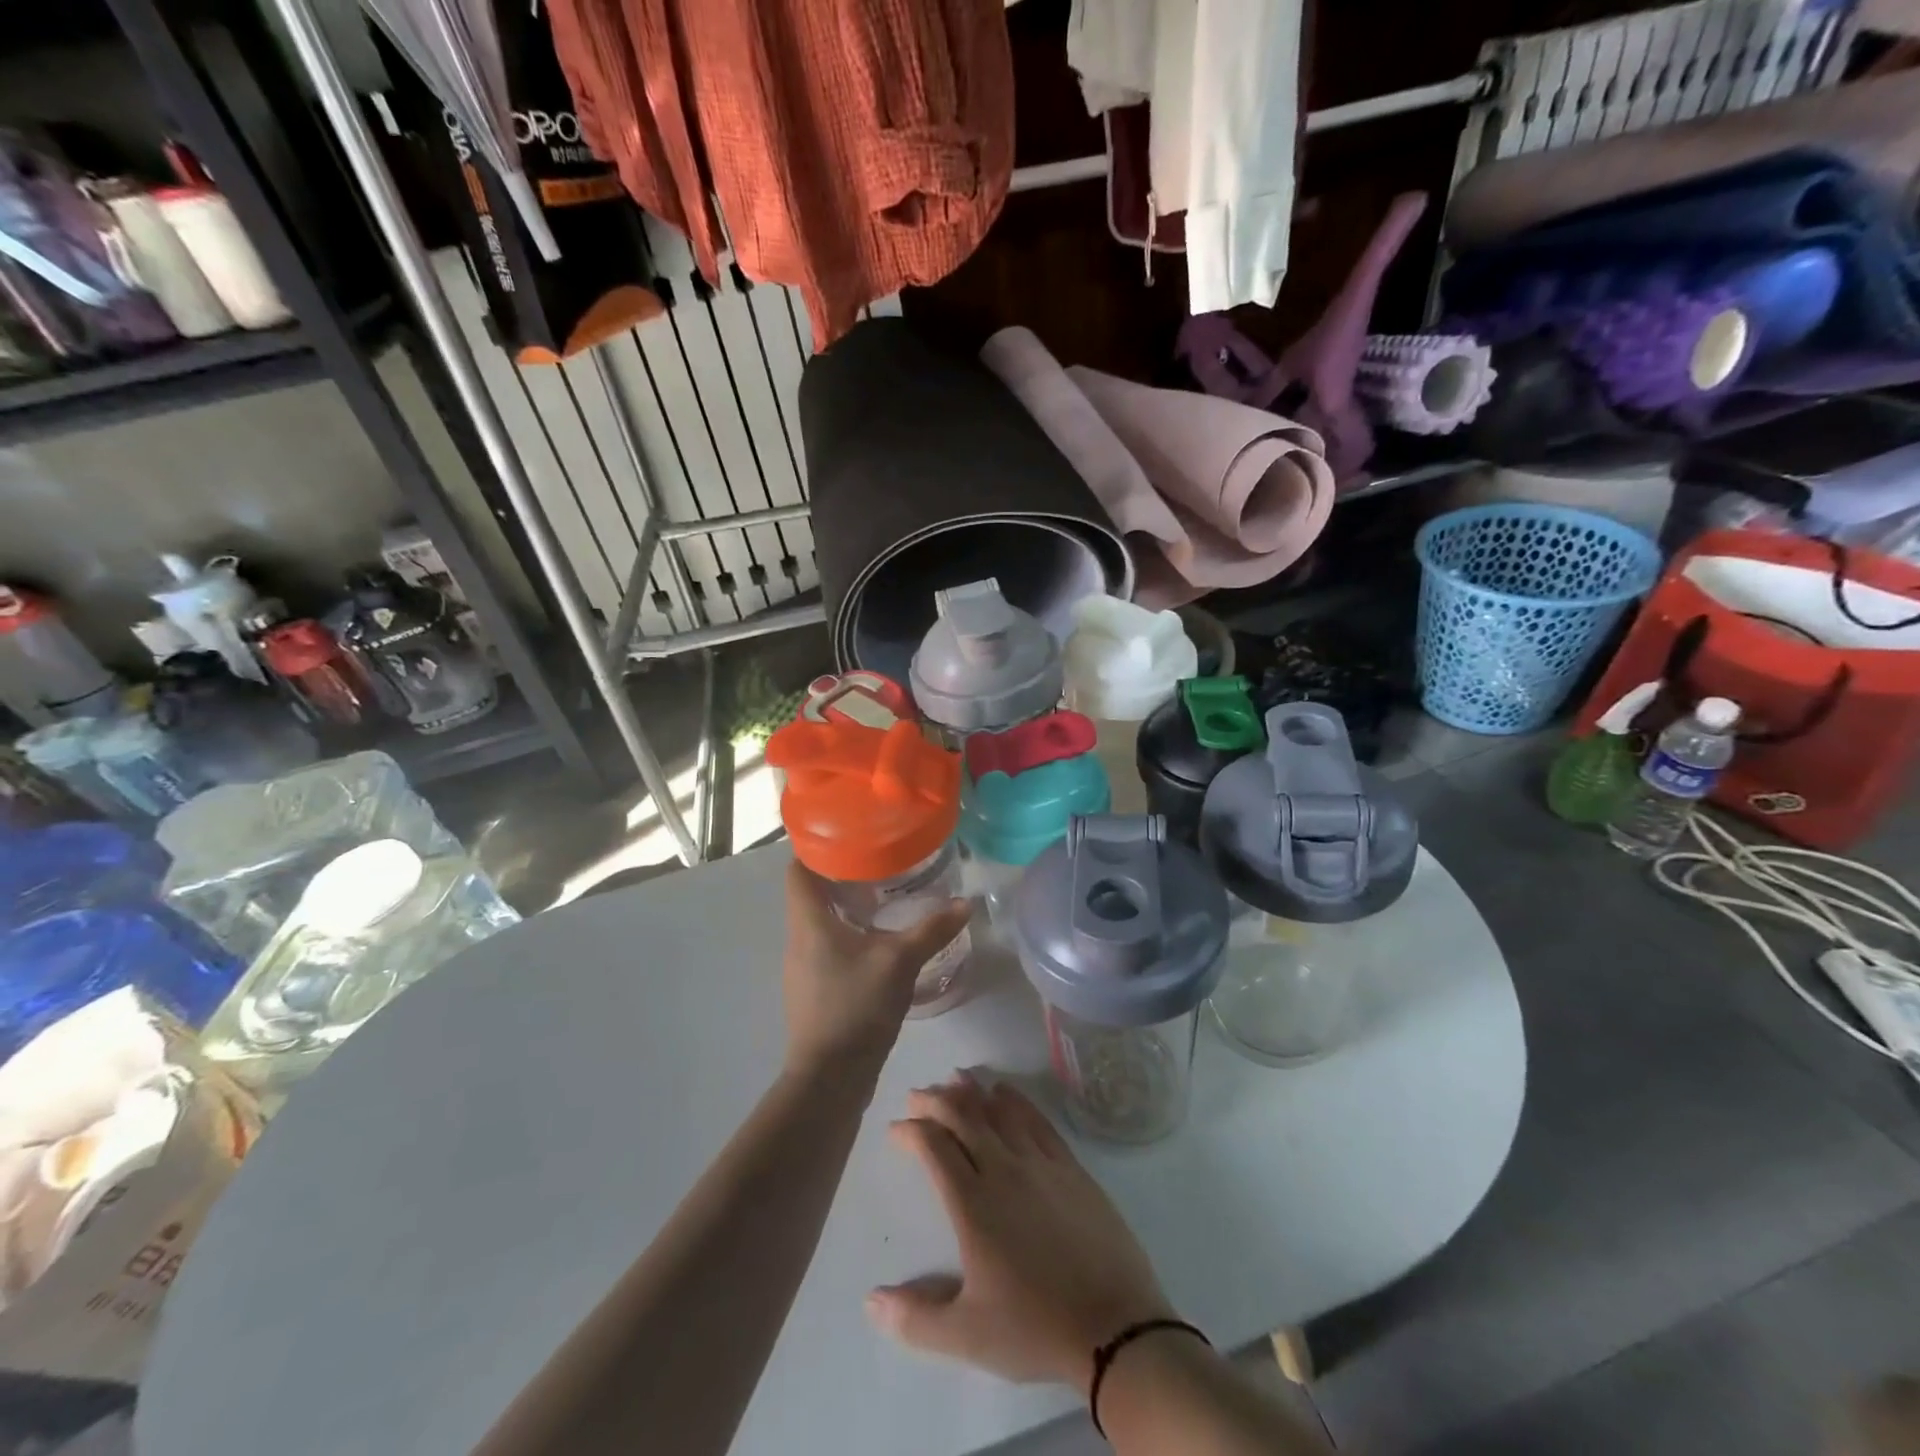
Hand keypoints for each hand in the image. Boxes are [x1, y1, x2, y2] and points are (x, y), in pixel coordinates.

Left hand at [781, 862, 969, 1075]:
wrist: (830, 1078)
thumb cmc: (856, 1007)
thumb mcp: (901, 962)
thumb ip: (932, 930)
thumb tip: (965, 903)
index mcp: (809, 921)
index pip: (798, 869)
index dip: (817, 848)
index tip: (849, 836)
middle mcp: (798, 938)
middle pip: (810, 893)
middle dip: (841, 875)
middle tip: (878, 862)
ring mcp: (802, 966)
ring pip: (819, 921)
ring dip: (846, 906)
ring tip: (883, 896)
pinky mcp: (813, 988)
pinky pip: (826, 946)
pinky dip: (848, 934)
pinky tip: (878, 941)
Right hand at [867, 1076, 1173, 1391]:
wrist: (1115, 1325)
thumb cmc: (1036, 1328)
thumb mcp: (968, 1337)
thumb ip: (915, 1318)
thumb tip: (871, 1301)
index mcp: (973, 1204)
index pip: (934, 1147)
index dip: (911, 1131)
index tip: (896, 1130)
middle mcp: (1003, 1169)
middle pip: (963, 1117)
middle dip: (935, 1100)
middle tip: (917, 1095)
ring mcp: (1040, 1162)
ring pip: (999, 1110)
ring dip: (972, 1092)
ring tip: (954, 1079)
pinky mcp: (1070, 1165)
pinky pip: (1036, 1119)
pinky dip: (1014, 1100)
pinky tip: (1005, 1092)